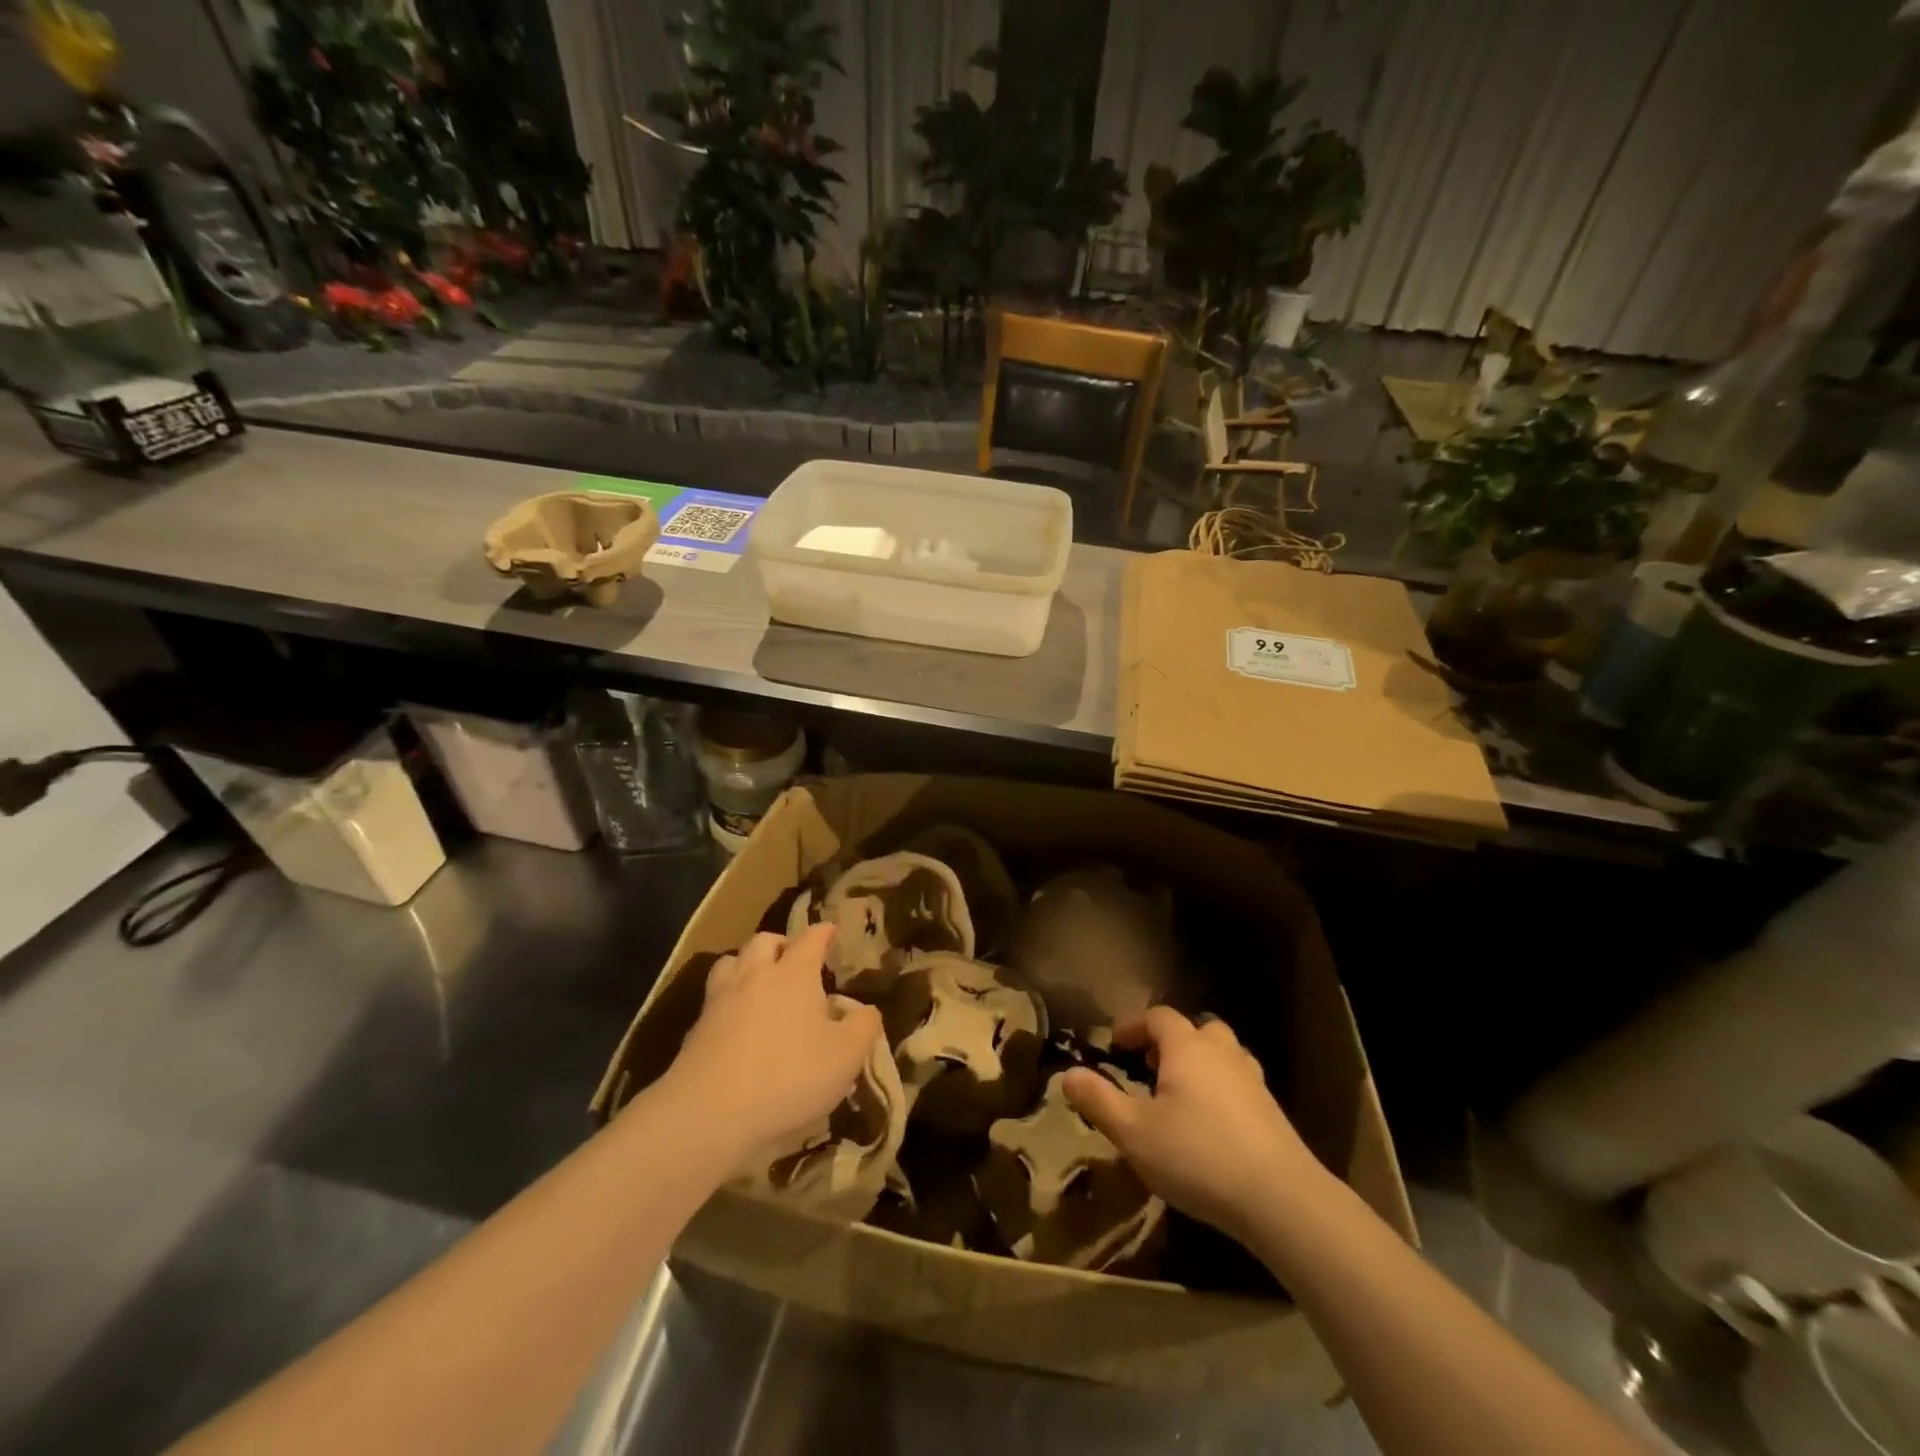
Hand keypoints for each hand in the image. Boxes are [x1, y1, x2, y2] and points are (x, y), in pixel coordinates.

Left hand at [665, 925, 883, 1163]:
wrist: (711, 1113)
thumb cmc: (790, 1076)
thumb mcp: (846, 1056)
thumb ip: (864, 1027)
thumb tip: (867, 1011)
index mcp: (794, 973)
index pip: (811, 938)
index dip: (823, 932)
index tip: (830, 930)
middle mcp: (755, 975)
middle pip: (764, 941)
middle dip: (781, 944)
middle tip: (792, 959)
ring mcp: (720, 999)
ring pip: (731, 962)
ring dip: (746, 964)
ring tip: (758, 983)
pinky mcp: (696, 1029)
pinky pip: (713, 999)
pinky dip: (727, 1000)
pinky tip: (735, 1022)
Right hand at [1063, 1007, 1320, 1241]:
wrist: (1281, 1199)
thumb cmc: (1197, 1156)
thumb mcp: (1133, 1132)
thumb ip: (1098, 1100)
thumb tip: (1068, 1074)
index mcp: (1186, 1047)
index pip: (1158, 1017)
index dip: (1133, 1026)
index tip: (1115, 1045)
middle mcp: (1221, 1052)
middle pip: (1196, 1028)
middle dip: (1171, 1041)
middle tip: (1150, 1068)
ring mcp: (1252, 1080)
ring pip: (1223, 1054)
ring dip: (1200, 1063)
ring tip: (1180, 1094)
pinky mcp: (1272, 1111)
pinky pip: (1239, 1083)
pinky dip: (1221, 1090)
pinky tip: (1211, 1124)